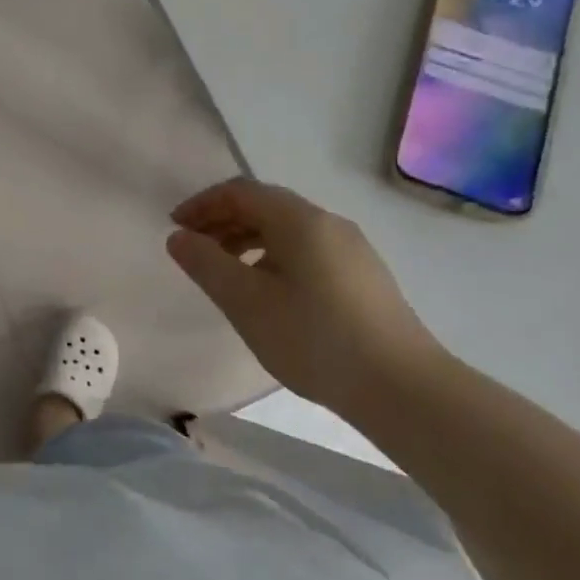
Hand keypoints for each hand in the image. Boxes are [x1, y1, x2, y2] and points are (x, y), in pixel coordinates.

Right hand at [167, 178, 445, 412]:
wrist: (403, 388)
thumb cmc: (314, 338)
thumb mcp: (246, 302)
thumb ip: (206, 264)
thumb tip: (178, 237)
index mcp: (299, 220)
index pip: (240, 192)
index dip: (202, 204)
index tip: (176, 228)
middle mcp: (328, 223)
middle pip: (265, 206)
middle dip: (223, 221)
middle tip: (194, 250)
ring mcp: (352, 250)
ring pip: (288, 231)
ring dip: (248, 240)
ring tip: (226, 274)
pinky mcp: (364, 277)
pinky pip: (307, 251)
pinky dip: (274, 257)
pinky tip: (269, 294)